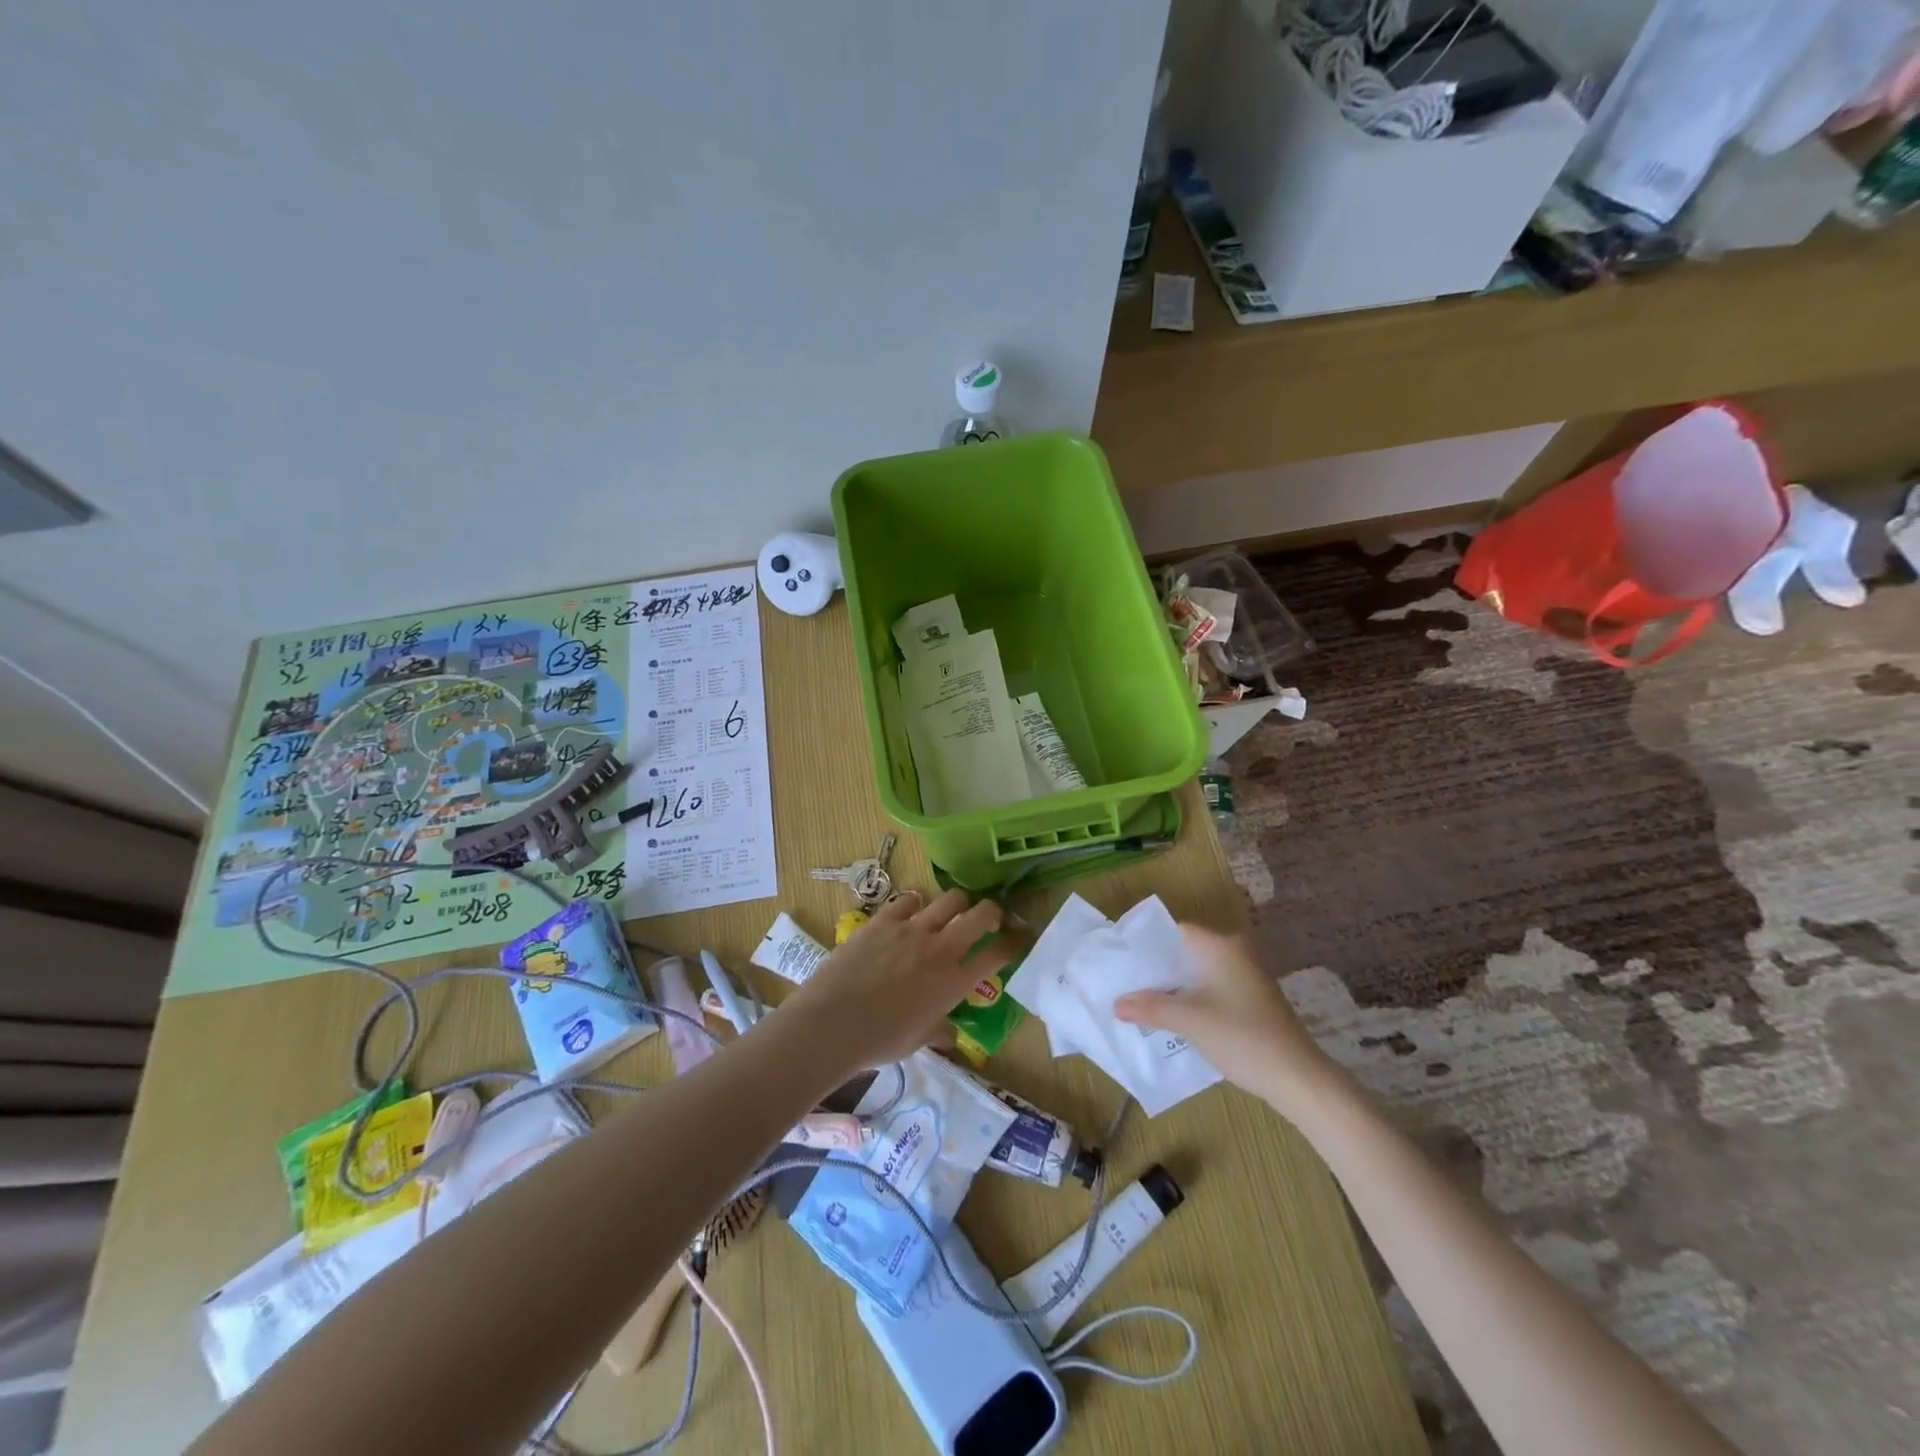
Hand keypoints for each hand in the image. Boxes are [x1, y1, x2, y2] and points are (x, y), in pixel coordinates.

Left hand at [784, 890, 1009, 1074]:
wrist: (832, 1023)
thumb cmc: (879, 1041)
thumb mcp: (917, 1042)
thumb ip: (938, 1031)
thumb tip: (950, 1035)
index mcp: (955, 983)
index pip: (997, 955)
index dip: (1013, 944)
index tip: (1018, 938)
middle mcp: (941, 949)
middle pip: (981, 915)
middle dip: (992, 911)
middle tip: (989, 916)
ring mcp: (912, 930)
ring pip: (950, 899)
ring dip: (958, 902)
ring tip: (953, 908)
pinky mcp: (884, 920)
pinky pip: (909, 900)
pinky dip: (916, 904)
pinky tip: (913, 910)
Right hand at [1113, 925, 1345, 1119]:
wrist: (1298, 1077)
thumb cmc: (1241, 1037)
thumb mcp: (1189, 1021)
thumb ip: (1150, 1007)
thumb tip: (1117, 1003)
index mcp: (1219, 946)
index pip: (1174, 930)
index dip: (1146, 943)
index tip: (1121, 959)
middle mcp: (1234, 951)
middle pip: (1185, 951)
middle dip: (1157, 968)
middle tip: (1126, 982)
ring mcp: (1246, 975)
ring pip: (1198, 971)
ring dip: (1173, 985)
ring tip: (1142, 1000)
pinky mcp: (1252, 997)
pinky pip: (1212, 986)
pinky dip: (1192, 996)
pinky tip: (1174, 1016)